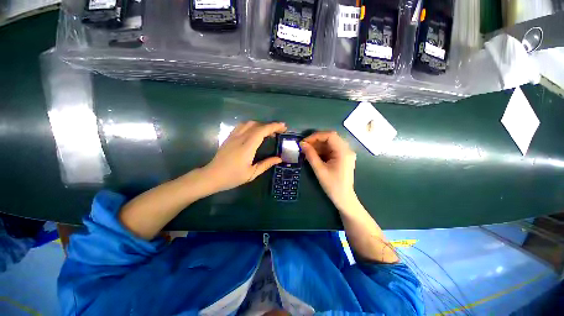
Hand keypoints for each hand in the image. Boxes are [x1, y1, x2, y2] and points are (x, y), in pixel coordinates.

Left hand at [203, 121, 286, 192]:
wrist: (212, 176)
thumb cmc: (232, 177)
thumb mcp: (252, 173)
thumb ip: (266, 164)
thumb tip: (279, 158)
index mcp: (247, 147)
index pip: (262, 131)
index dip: (274, 127)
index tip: (283, 127)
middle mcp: (240, 138)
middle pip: (256, 125)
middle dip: (269, 125)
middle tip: (278, 131)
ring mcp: (233, 136)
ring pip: (248, 123)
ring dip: (260, 124)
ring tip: (268, 131)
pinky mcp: (229, 137)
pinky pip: (241, 126)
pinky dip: (251, 125)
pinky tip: (254, 131)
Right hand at [300, 131, 357, 210]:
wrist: (344, 198)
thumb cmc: (332, 185)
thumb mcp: (319, 170)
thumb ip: (311, 155)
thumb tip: (302, 144)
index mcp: (343, 152)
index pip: (330, 136)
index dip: (315, 136)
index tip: (304, 142)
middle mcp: (346, 149)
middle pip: (330, 138)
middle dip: (316, 141)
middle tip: (304, 146)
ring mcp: (345, 153)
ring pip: (330, 143)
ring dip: (318, 146)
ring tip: (306, 151)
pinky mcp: (342, 157)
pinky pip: (331, 149)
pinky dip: (321, 151)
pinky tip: (313, 155)